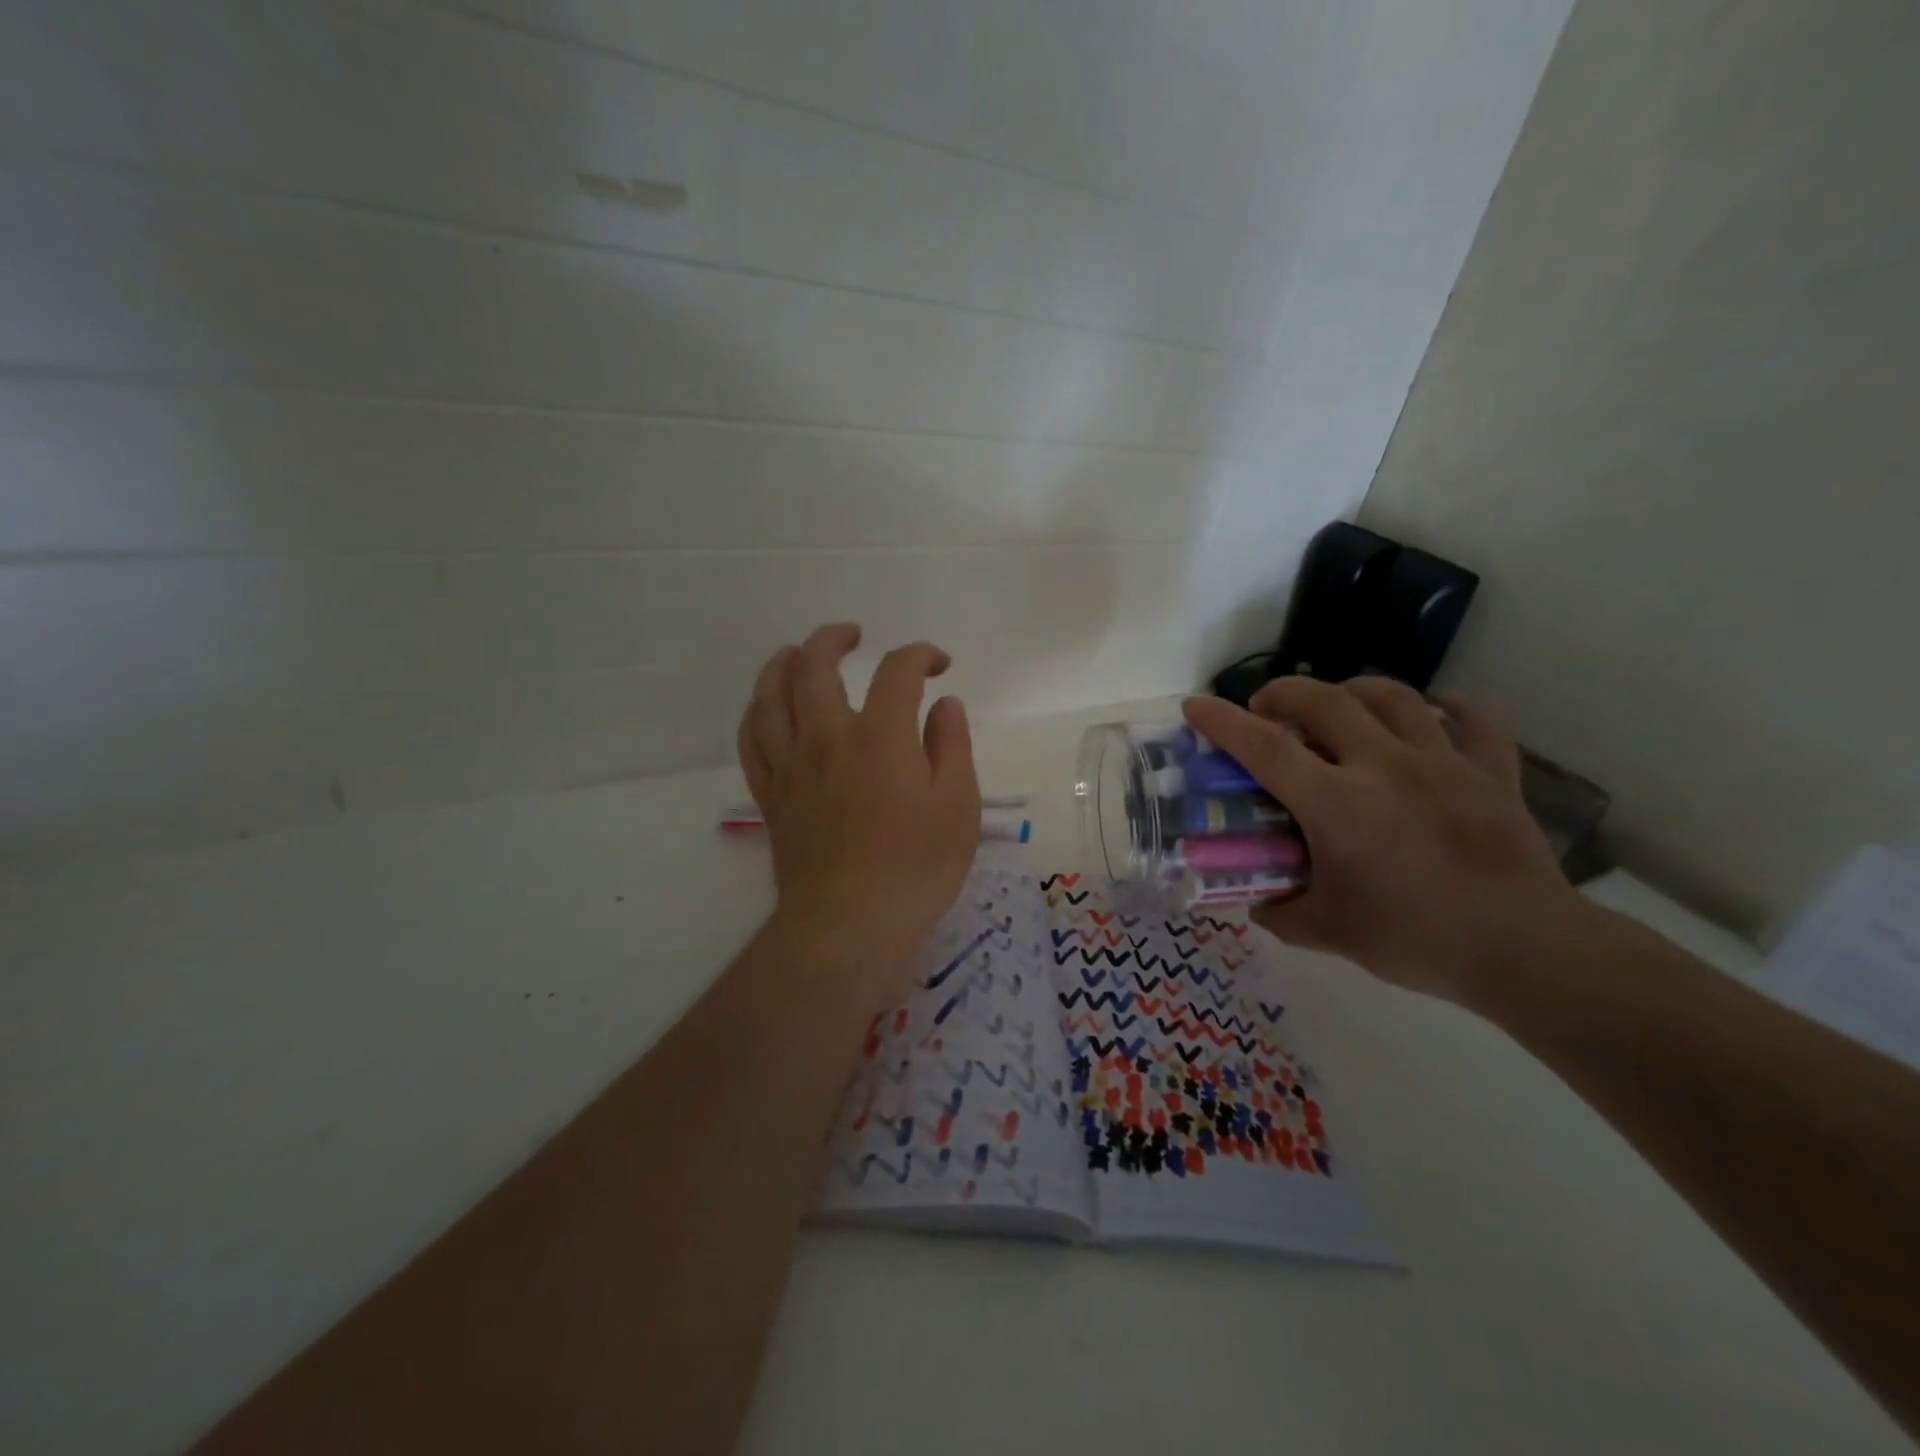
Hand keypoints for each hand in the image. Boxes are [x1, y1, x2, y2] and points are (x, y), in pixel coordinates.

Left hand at [737, 624, 982, 1010]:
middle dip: (833, 638)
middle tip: (854, 635)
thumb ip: (951, 747)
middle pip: (813, 665)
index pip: (896, 671)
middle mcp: (827, 738)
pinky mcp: (771, 796)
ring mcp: (791, 767)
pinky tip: (766, 708)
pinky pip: (751, 741)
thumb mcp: (958, 808)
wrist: (848, 927)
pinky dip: (756, 713)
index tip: (939, 665)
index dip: (920, 655)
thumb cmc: (915, 870)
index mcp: (880, 737)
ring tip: (797, 654)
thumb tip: (944, 705)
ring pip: (769, 695)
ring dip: (782, 663)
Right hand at [1182, 677, 1580, 1005]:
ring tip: (1338, 704)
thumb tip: (1256, 900)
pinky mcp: (1493, 773)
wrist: (1526, 952)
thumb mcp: (1328, 932)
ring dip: (1353, 689)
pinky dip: (1452, 707)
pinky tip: (1437, 710)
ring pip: (1393, 696)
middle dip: (1285, 693)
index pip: (1263, 748)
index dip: (1222, 721)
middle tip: (1268, 708)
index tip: (1194, 706)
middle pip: (1325, 701)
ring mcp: (1443, 763)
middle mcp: (1385, 767)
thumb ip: (1281, 911)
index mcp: (1337, 804)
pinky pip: (1475, 721)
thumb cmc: (1416, 939)